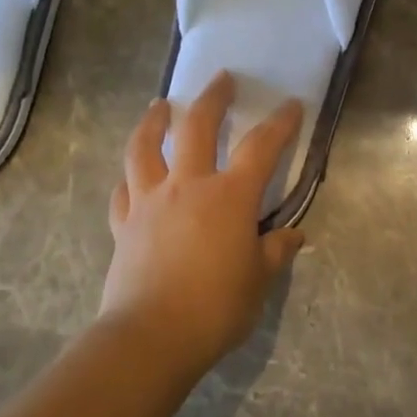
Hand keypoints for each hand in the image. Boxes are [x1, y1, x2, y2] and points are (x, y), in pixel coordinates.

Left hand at [99, 71, 305, 376]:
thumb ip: (275, 252)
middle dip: (212, 99)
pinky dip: (129, 177)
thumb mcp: (258, 281)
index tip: (291, 104)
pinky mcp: (124, 225)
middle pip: (196, 127)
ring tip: (158, 106)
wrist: (151, 337)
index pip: (261, 148)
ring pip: (145, 148)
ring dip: (153, 121)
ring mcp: (150, 202)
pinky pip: (123, 191)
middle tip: (221, 79)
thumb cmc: (215, 308)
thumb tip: (293, 236)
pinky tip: (131, 174)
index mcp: (229, 197)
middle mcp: (188, 186)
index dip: (280, 123)